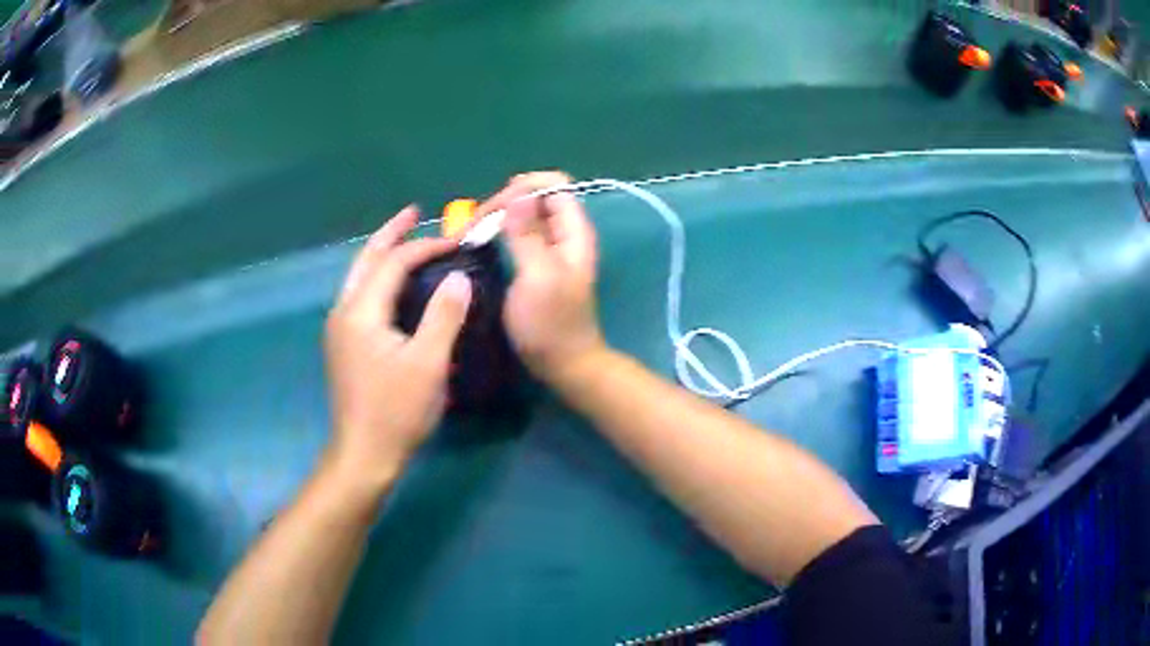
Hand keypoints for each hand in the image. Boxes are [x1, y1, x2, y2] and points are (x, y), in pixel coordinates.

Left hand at [324, 206, 470, 491]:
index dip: (424, 247)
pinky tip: (393, 285)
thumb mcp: (428, 364)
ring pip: (359, 277)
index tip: (456, 243)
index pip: (392, 263)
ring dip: (381, 254)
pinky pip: (360, 296)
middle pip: (365, 260)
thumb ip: (443, 315)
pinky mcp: (344, 345)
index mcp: (361, 311)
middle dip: (390, 234)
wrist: (363, 453)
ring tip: (404, 239)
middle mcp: (343, 312)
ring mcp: (340, 329)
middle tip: (413, 213)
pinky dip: (378, 279)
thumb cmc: (397, 411)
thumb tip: (458, 277)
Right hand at [477, 172, 607, 383]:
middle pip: (535, 196)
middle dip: (503, 202)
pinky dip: (497, 232)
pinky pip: (517, 233)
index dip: (522, 189)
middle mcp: (563, 233)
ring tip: (468, 233)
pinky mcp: (535, 262)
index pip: (553, 185)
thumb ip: (529, 236)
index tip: (492, 211)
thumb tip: (517, 195)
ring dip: (496, 217)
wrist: (563, 364)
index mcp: (573, 231)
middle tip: (471, 226)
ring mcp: (550, 248)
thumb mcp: (538, 277)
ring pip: (523, 214)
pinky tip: (478, 242)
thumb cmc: (551, 325)